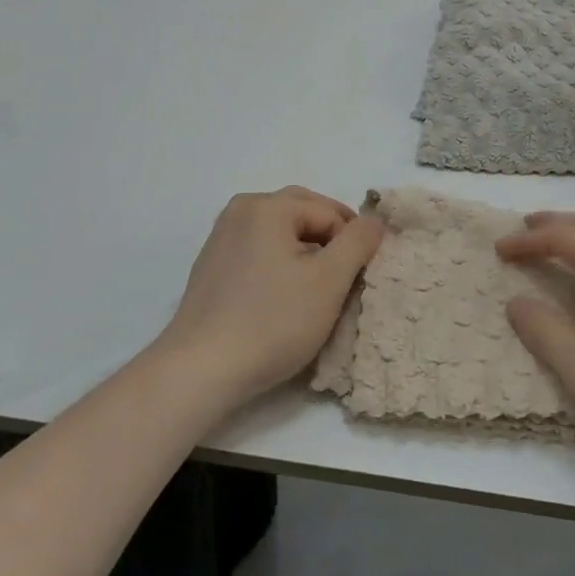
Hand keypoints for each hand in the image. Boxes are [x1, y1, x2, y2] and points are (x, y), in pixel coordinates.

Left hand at [156, 187, 383, 409]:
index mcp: (268, 206)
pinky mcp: (211, 264)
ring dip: (305, 250)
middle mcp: (241, 210)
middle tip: (346, 275)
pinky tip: (283, 296)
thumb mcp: (328, 282)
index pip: (329, 213)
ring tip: (318, 287)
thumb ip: (357, 243)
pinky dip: (279, 262)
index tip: (361, 278)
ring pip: (279, 231)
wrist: (200, 369)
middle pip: (302, 212)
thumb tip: (374, 221)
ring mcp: (222, 236)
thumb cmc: (271, 322)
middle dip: (329, 238)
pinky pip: (258, 249)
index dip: (352, 242)